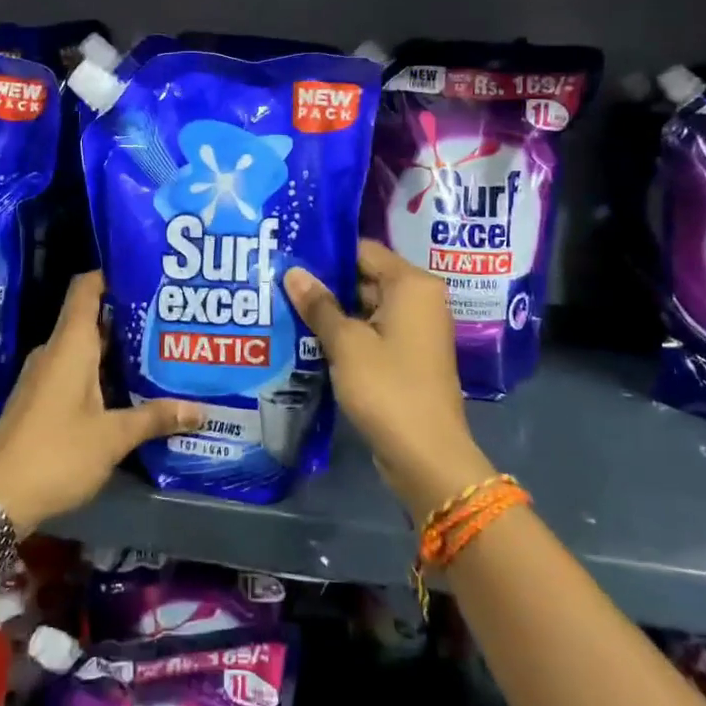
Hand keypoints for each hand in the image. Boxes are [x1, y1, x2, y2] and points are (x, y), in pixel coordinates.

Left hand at [0, 272, 201, 533]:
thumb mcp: (112, 437)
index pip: (87, 287)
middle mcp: (56, 351)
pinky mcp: (42, 398)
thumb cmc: (57, 453)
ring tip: (160, 349)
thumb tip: (200, 410)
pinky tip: (131, 387)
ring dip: (118, 348)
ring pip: (86, 347)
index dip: (113, 273)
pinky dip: (104, 371)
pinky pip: (77, 370)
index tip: (147, 272)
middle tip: (170, 317)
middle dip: (129, 315)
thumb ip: (155, 418)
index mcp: (70, 344)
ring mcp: (46, 375)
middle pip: (93, 316)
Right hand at [285, 240, 495, 523]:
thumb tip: (293, 271)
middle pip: (365, 276)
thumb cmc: (387, 387)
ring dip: (333, 310)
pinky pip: (372, 331)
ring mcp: (415, 330)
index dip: (327, 252)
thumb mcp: (346, 343)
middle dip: (325, 283)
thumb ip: (319, 305)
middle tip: (280, 280)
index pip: (364, 250)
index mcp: (412, 284)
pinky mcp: (407, 356)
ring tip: (285, 305)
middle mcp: (419, 299)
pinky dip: (346, 333)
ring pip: (366, 306)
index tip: (290, 254)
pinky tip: (308, 336)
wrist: (426, 455)